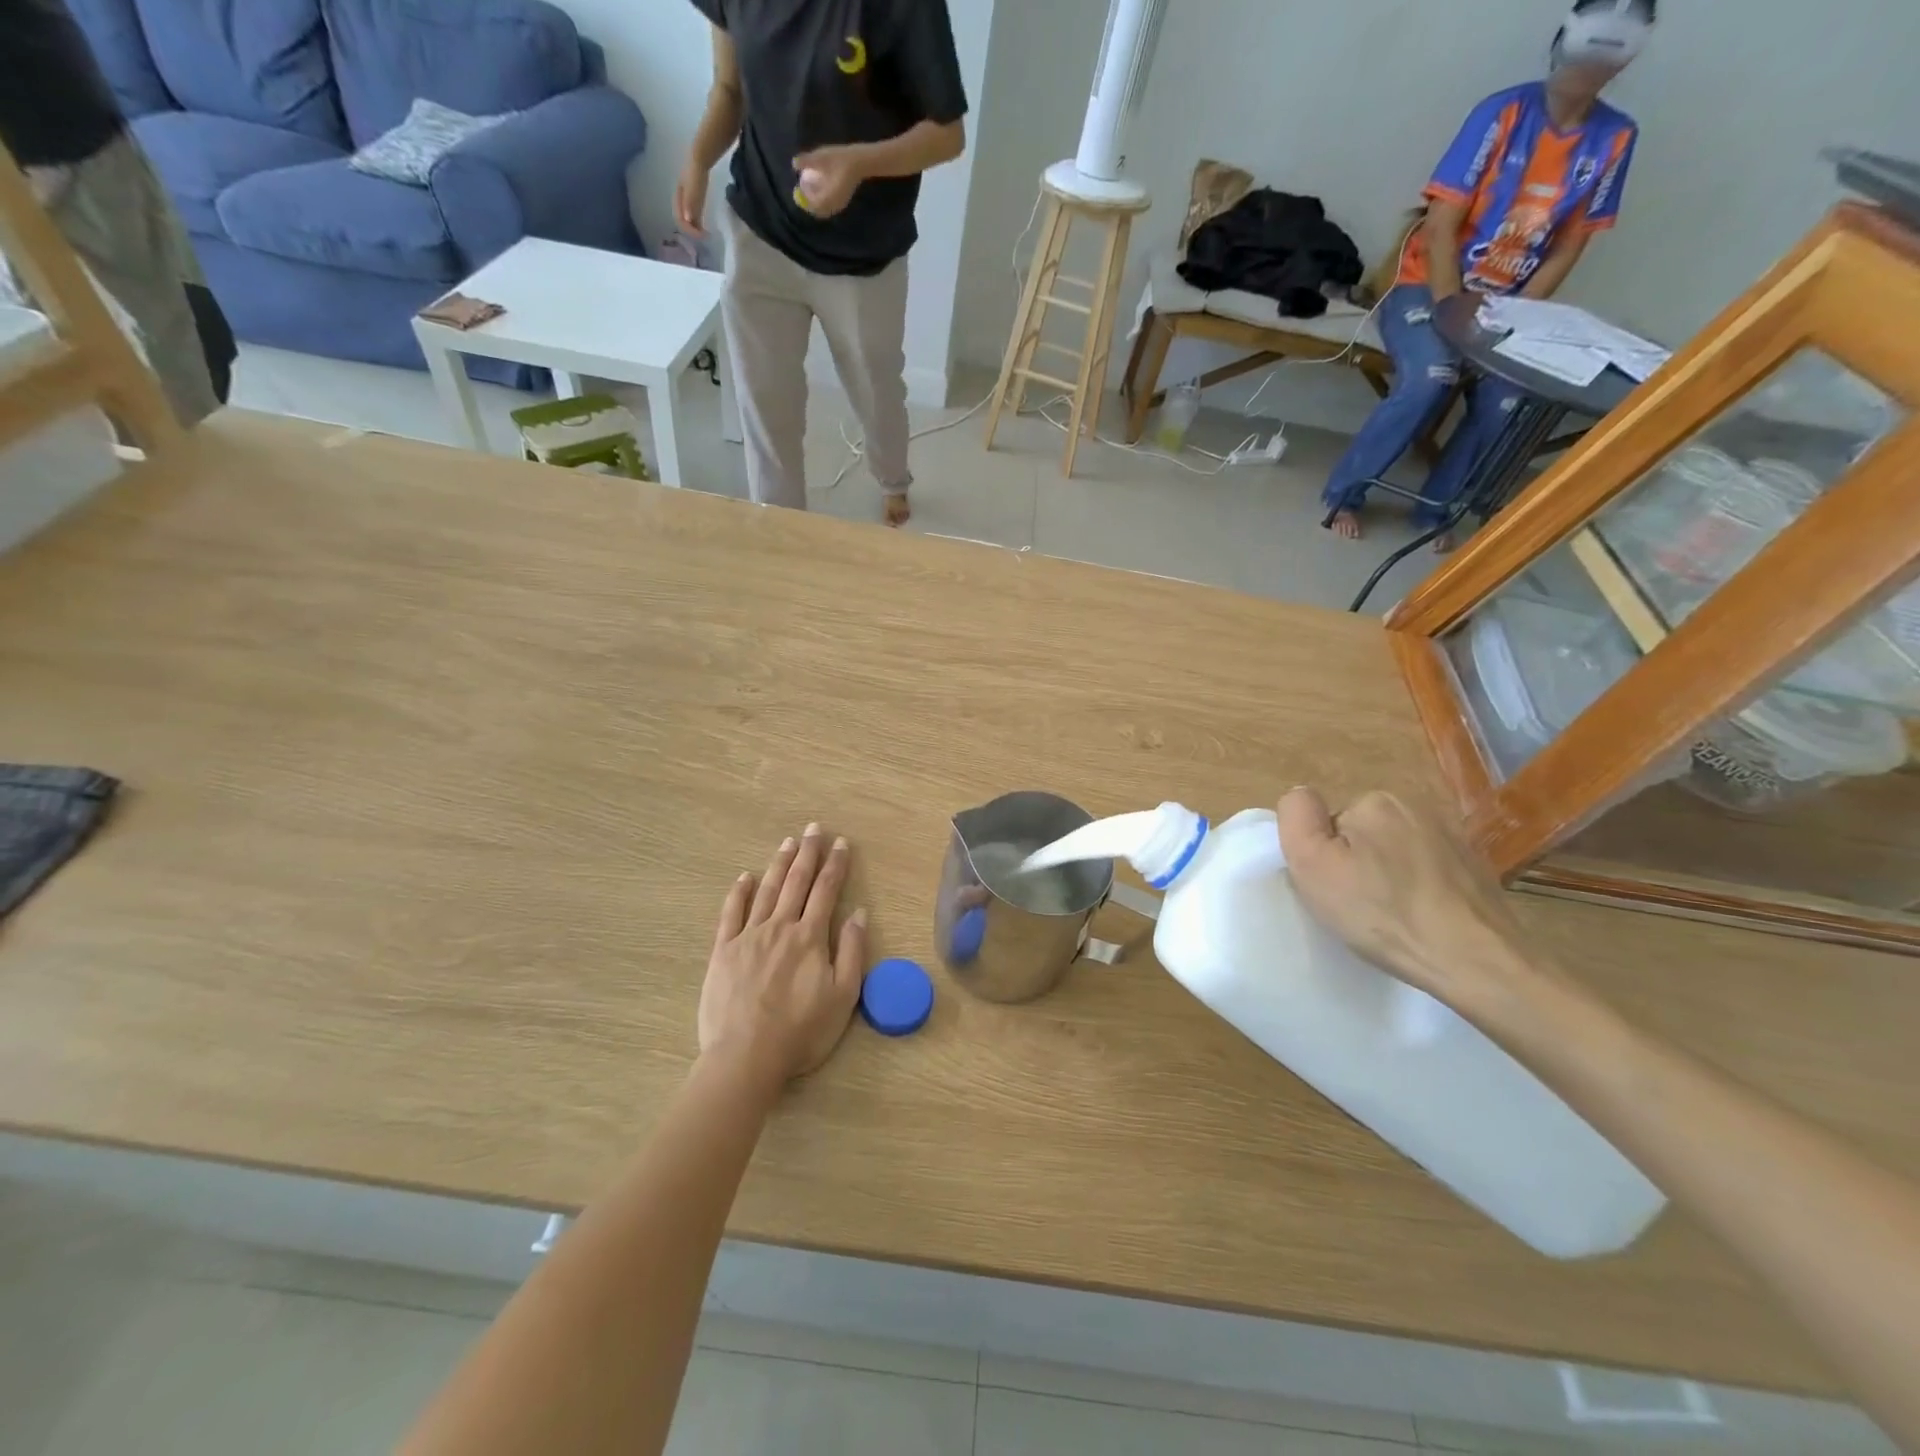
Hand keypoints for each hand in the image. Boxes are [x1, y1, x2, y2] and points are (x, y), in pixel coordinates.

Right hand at [674, 161, 709, 238]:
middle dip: (692, 231)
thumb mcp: (694, 188)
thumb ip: (691, 203)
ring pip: (688, 220)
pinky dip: (698, 223)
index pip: (680, 220)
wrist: (699, 159)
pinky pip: (693, 215)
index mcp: (677, 199)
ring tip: (705, 234)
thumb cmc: (696, 173)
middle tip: (705, 237)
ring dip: (695, 229)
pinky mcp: (691, 200)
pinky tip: (704, 226)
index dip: (690, 230)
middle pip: (683, 222)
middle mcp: (679, 202)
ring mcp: (685, 201)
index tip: (703, 236)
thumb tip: (688, 220)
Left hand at [699, 825, 867, 1089]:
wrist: (746, 1057)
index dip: (835, 865)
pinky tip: (745, 877)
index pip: (826, 891)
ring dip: (779, 864)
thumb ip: (851, 951)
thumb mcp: (843, 997)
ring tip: (788, 842)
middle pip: (797, 882)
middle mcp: (780, 927)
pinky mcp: (723, 951)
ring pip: (767, 891)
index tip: (841, 843)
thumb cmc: (801, 1032)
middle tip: (814, 829)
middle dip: (808, 853)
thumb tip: (859, 913)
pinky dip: (739, 893)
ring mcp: (748, 937)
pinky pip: (731, 914)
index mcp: (810, 937)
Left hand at [792, 146, 865, 219]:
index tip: (797, 191)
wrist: (860, 161)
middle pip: (818, 210)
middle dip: (809, 203)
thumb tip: (793, 164)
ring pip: (825, 209)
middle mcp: (834, 205)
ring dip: (816, 203)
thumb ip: (807, 161)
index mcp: (827, 198)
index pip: (812, 205)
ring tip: (811, 191)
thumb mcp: (821, 157)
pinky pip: (830, 206)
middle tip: (802, 193)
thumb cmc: (840, 159)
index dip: (804, 200)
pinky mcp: (843, 201)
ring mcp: (840, 204)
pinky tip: (821, 191)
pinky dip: (823, 201)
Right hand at [1277, 787, 1532, 1010]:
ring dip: (1390, 875)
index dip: (1326, 857)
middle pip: (1363, 834)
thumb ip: (1297, 817)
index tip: (1336, 888)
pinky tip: (1424, 917)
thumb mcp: (1313, 864)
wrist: (1476, 960)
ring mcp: (1452, 835)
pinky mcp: (1476, 865)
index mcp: (1374, 801)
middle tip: (1361, 905)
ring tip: (1395, 916)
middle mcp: (1416, 806)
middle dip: (1358, 863)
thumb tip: (1302, 795)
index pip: (1330, 824)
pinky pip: (1428, 869)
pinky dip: (1421, 888)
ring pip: (1396, 852)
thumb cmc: (1382, 913)